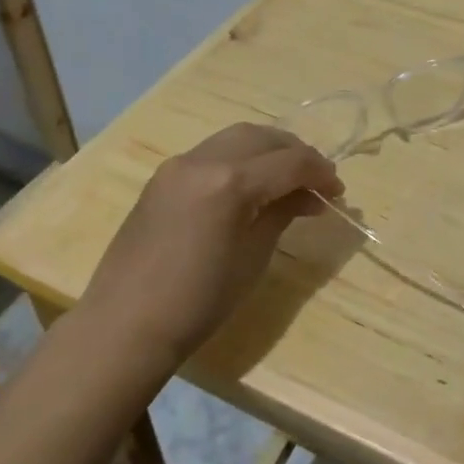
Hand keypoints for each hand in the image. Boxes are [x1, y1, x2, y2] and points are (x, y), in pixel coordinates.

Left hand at [82, 123, 342, 368]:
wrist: (125, 325)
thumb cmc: (199, 301)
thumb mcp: (253, 258)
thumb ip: (281, 214)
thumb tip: (307, 197)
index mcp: (230, 182)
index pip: (289, 162)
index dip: (320, 173)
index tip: (338, 192)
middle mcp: (203, 160)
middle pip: (263, 138)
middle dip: (296, 153)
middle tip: (317, 182)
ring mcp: (178, 165)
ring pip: (235, 138)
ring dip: (267, 152)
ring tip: (286, 180)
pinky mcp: (162, 177)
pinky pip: (211, 153)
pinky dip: (239, 160)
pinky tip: (250, 187)